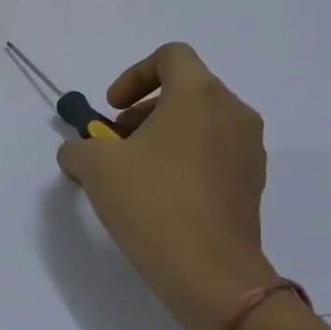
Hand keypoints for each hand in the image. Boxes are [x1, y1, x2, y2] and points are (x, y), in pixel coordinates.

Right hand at [57, 43, 279, 329]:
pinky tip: (159, 197)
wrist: (209, 273)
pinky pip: (213, 154)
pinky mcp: (252, 183)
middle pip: (185, 90)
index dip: (133, 75)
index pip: (170, 56)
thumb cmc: (151, 203)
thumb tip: (79, 152)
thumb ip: (78, 147)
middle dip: (142, 111)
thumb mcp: (94, 167)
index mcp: (199, 95)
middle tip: (114, 143)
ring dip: (162, 136)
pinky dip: (184, 160)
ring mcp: (249, 149)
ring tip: (133, 173)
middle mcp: (233, 112)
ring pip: (200, 123)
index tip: (111, 109)